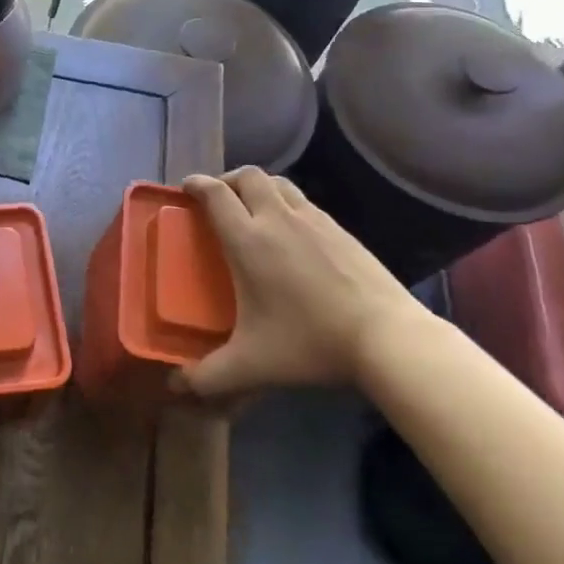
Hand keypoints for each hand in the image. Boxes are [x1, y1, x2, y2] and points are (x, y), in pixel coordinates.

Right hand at [175, 167, 423, 398]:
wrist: (388, 338)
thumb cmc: (311, 343)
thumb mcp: (252, 365)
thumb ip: (208, 377)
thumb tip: (175, 388)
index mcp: (248, 240)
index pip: (215, 194)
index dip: (196, 184)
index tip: (185, 187)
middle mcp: (278, 219)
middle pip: (247, 176)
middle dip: (227, 179)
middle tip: (218, 199)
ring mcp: (314, 220)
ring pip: (278, 183)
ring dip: (258, 187)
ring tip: (252, 208)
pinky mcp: (341, 229)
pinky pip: (304, 201)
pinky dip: (286, 203)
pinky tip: (291, 233)